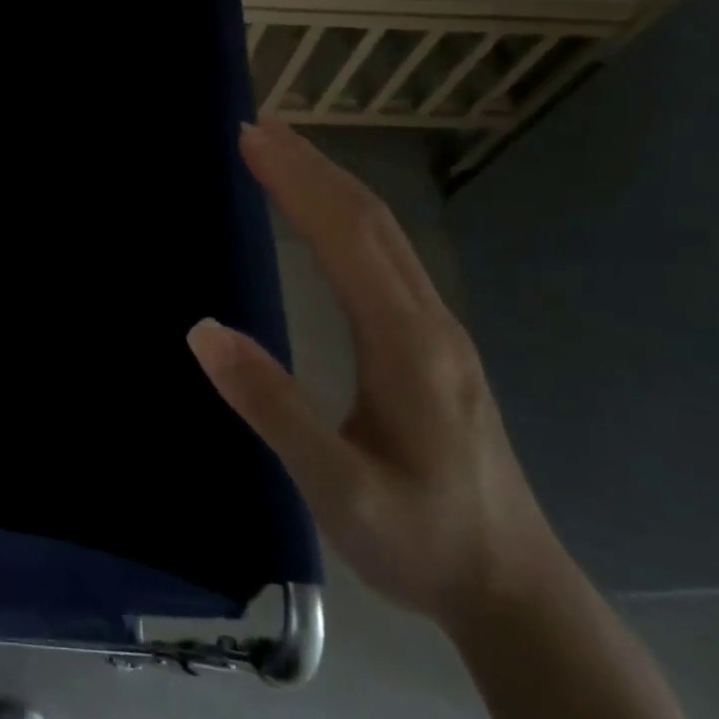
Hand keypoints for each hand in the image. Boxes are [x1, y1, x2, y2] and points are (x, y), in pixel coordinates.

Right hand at [187, 120, 559, 631]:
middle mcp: (428, 320)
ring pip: (385, 235)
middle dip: (312, 166)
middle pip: (371, 220)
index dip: (298, 181)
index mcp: (405, 342)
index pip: (347, 236)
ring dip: (332, 185)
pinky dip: (348, 218)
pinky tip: (325, 221)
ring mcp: (438, 331)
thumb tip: (203, 331)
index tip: (251, 138)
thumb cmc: (421, 540)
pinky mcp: (435, 346)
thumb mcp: (337, 487)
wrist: (514, 590)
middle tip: (258, 127)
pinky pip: (388, 258)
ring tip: (285, 154)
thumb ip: (272, 408)